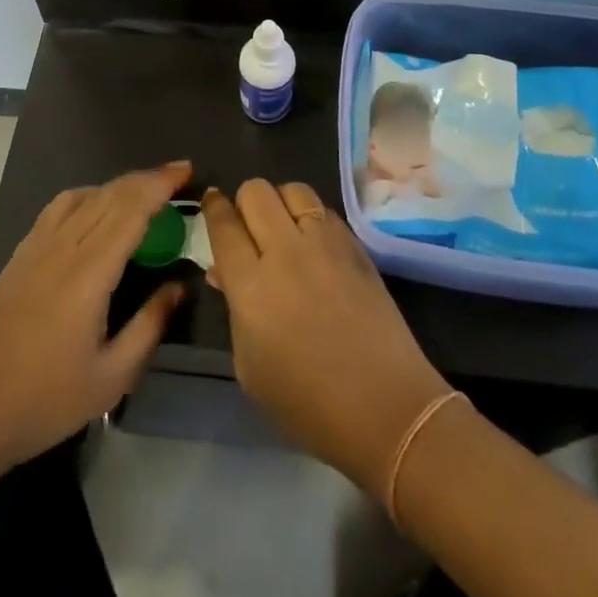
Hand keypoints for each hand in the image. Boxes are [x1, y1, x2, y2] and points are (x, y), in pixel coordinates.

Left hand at [0, 163, 192, 479]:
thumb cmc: (43, 401)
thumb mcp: (111, 378)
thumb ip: (149, 325)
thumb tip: (179, 285)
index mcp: (88, 272)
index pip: (131, 209)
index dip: (161, 184)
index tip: (187, 171)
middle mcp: (63, 246)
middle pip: (110, 194)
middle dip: (147, 179)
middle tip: (179, 177)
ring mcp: (36, 246)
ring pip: (84, 194)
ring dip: (118, 185)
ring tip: (144, 194)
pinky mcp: (20, 254)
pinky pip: (61, 207)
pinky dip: (89, 195)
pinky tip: (98, 212)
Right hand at [202, 181, 450, 496]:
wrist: (385, 408)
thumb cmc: (308, 404)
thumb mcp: (251, 368)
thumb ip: (234, 310)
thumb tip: (224, 272)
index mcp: (251, 286)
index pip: (224, 225)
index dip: (213, 208)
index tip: (211, 202)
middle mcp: (285, 252)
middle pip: (256, 192)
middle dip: (244, 202)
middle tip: (248, 226)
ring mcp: (324, 243)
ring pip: (292, 189)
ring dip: (280, 202)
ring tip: (283, 227)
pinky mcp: (355, 244)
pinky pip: (323, 209)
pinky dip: (311, 216)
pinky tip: (313, 242)